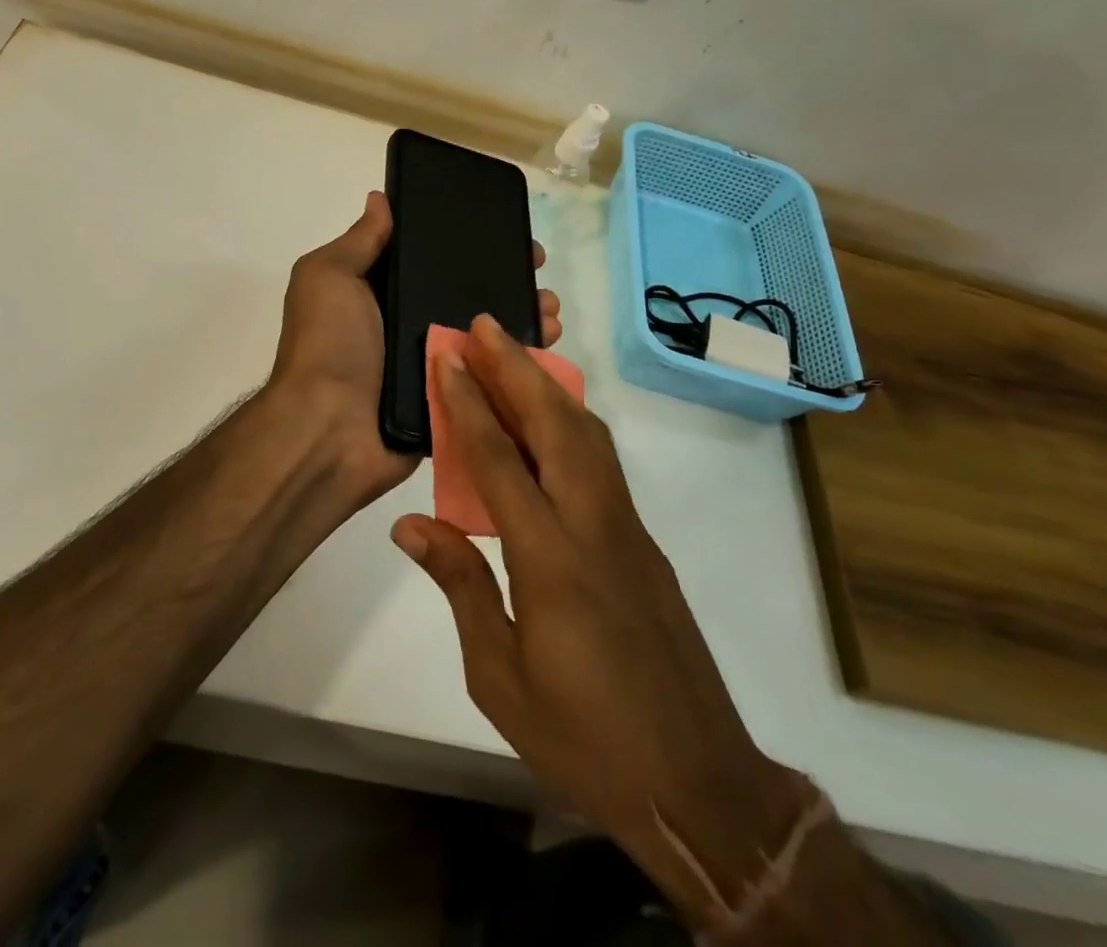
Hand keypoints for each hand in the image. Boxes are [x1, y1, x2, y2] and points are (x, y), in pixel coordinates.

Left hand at [269, 192, 561, 503]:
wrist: (329, 432)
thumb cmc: (328, 345)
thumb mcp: (329, 277)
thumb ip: (359, 242)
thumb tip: (380, 199)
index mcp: (381, 293)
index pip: (431, 258)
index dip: (466, 241)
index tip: (505, 228)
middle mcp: (409, 324)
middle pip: (466, 293)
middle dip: (505, 277)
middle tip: (538, 268)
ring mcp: (433, 363)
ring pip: (486, 333)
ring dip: (522, 314)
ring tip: (551, 306)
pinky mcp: (453, 398)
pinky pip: (491, 374)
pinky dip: (520, 359)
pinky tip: (549, 341)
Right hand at [389, 316, 810, 928]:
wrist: (695, 783)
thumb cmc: (583, 736)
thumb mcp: (498, 675)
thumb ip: (459, 585)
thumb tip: (411, 523)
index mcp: (551, 561)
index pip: (500, 461)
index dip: (470, 403)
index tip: (449, 357)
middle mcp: (594, 527)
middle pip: (556, 425)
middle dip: (517, 367)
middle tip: (485, 325)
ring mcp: (628, 530)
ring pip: (589, 435)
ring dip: (548, 386)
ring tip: (513, 355)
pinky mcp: (643, 542)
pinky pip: (602, 462)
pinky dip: (572, 422)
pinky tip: (549, 421)